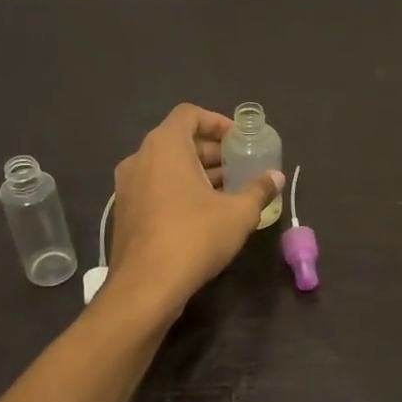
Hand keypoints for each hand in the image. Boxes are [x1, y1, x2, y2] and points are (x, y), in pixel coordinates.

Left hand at [106, 105, 283, 310]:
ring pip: (166, 167)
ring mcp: (127, 187)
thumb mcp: (238, 213)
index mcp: (164, 146)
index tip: (239, 141)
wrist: (146, 287)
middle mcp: (139, 159)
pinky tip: (204, 214)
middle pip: (178, 140)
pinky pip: (155, 188)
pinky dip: (179, 190)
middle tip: (240, 167)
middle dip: (211, 151)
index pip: (189, 114)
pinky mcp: (125, 213)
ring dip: (197, 173)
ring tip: (228, 192)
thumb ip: (259, 190)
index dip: (217, 122)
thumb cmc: (194, 237)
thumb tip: (276, 177)